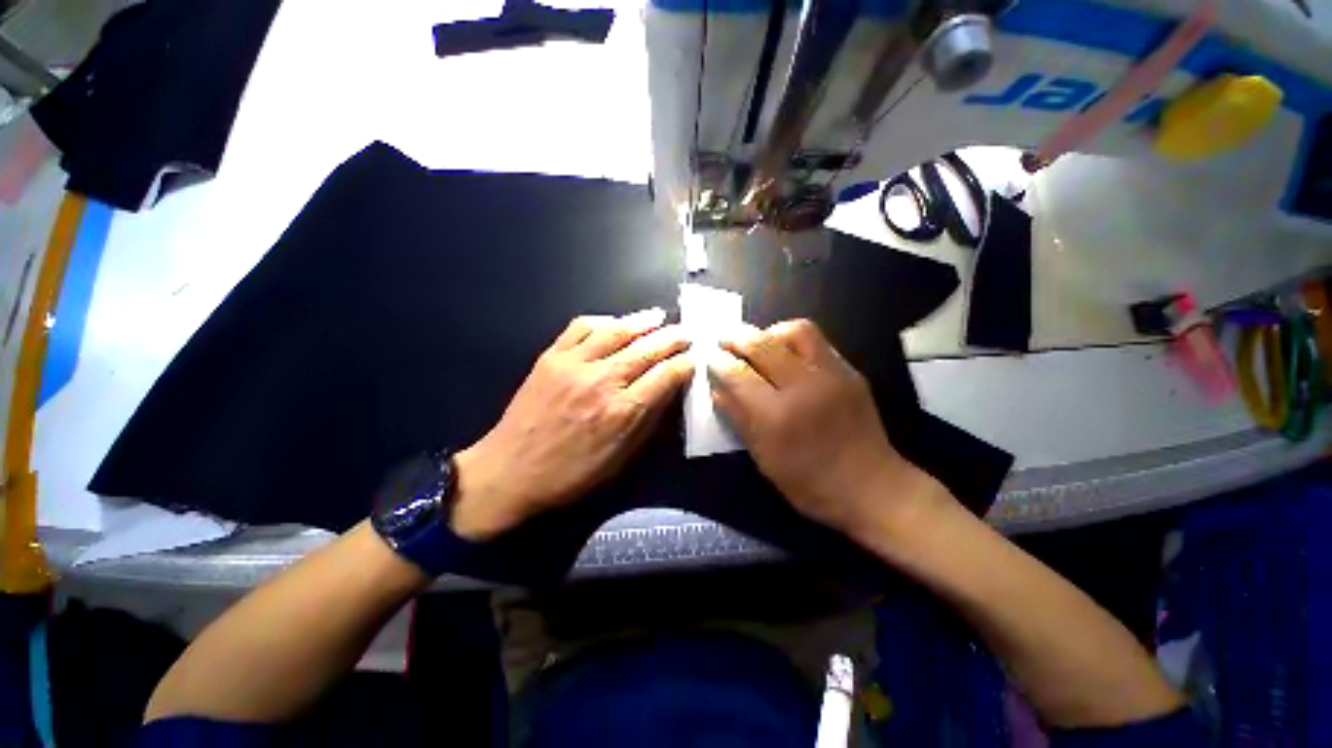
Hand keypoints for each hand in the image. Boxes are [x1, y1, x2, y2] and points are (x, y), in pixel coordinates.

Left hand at [450, 309, 691, 540]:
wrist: (509, 471)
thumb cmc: (570, 474)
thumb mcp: (619, 460)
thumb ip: (648, 424)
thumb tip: (669, 395)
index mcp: (622, 411)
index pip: (666, 376)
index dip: (685, 363)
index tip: (696, 357)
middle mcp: (602, 380)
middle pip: (646, 349)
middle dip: (673, 338)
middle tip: (687, 331)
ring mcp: (573, 364)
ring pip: (616, 331)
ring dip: (642, 321)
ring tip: (659, 316)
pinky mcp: (550, 357)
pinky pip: (579, 327)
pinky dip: (601, 321)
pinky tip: (613, 322)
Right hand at [708, 319, 937, 534]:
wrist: (871, 486)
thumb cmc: (809, 483)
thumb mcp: (763, 458)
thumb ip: (737, 418)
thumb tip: (717, 387)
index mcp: (777, 417)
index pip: (737, 374)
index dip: (718, 362)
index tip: (708, 358)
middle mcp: (804, 387)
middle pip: (762, 345)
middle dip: (735, 338)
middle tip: (724, 341)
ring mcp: (831, 375)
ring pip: (795, 330)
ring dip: (769, 332)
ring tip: (759, 344)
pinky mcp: (849, 371)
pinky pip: (817, 340)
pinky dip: (793, 340)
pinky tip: (785, 354)